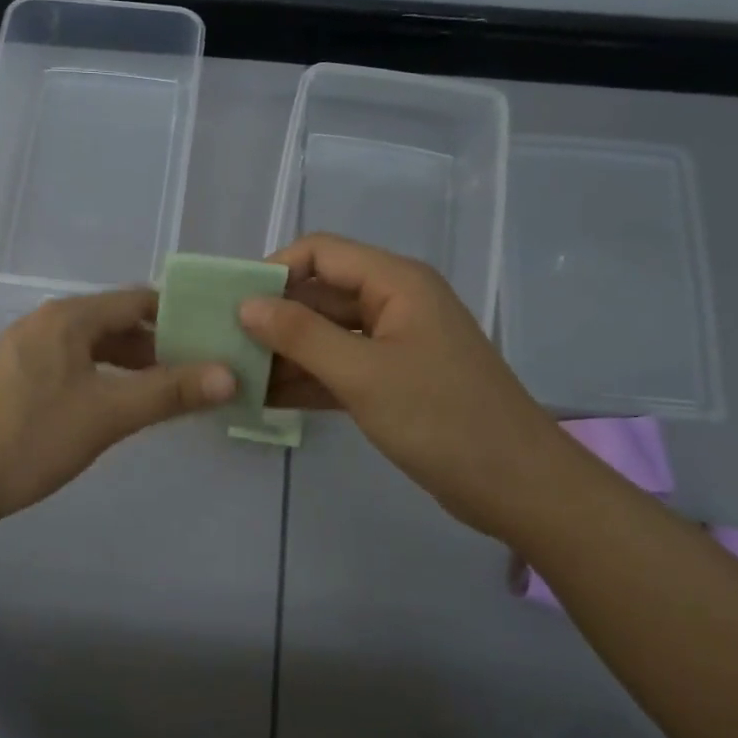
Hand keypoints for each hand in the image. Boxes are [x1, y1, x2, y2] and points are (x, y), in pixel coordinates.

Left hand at [0, 288, 234, 533]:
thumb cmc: (28, 438)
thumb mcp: (107, 414)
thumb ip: (169, 392)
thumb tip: (230, 374)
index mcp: (69, 317)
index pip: (139, 301)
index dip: (181, 317)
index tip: (216, 341)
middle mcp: (46, 323)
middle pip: (116, 323)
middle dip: (160, 346)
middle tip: (201, 374)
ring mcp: (25, 351)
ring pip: (93, 348)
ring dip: (132, 366)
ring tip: (168, 395)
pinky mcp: (13, 380)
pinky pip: (72, 367)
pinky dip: (103, 380)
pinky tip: (116, 409)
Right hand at [239, 233, 563, 537]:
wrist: (515, 485)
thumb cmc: (441, 419)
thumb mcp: (363, 374)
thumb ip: (301, 335)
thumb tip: (246, 305)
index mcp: (396, 282)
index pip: (320, 252)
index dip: (274, 270)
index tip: (231, 303)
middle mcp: (394, 303)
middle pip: (320, 293)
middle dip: (273, 315)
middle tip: (222, 343)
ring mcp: (394, 344)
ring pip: (326, 334)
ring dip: (285, 351)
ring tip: (234, 374)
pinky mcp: (393, 381)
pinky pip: (339, 367)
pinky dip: (306, 379)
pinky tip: (264, 398)